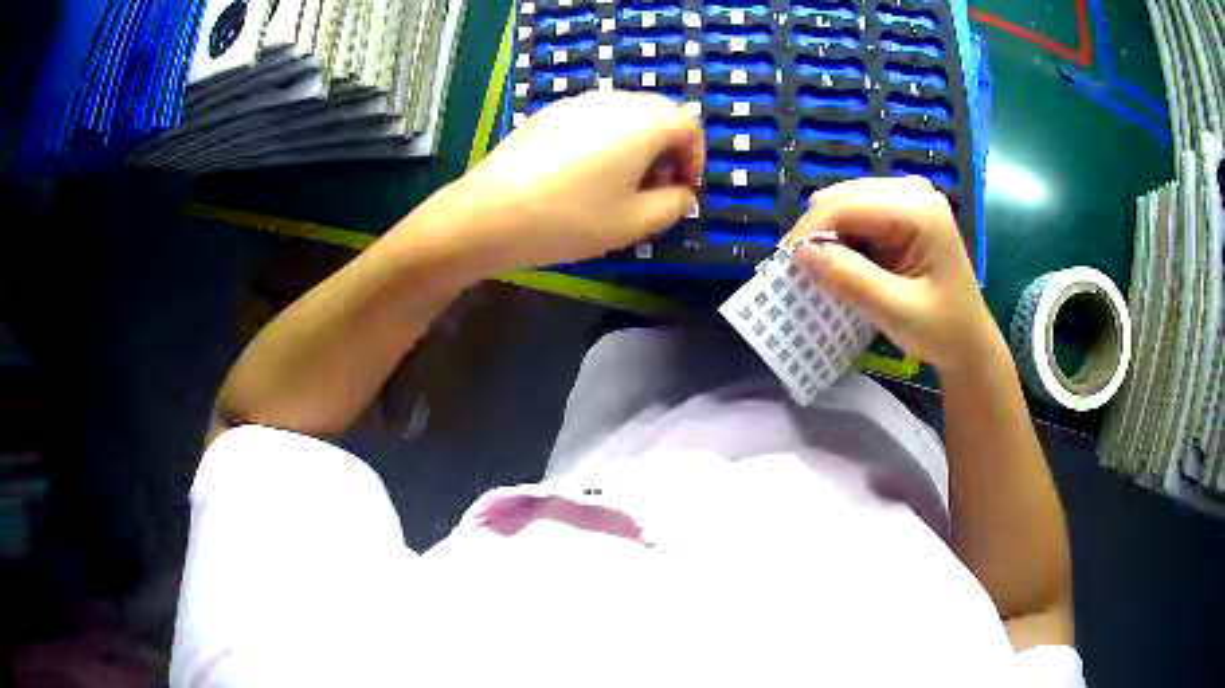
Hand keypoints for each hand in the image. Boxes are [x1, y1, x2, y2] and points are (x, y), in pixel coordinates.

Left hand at [441, 90, 703, 274]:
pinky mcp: (547, 115)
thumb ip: (675, 205)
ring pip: (623, 118)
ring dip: (635, 147)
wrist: (489, 213)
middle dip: (666, 153)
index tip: (682, 191)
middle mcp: (613, 100)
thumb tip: (682, 192)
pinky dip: (604, 143)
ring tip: (618, 188)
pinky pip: (592, 122)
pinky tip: (581, 178)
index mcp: (644, 120)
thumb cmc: (571, 218)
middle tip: (653, 192)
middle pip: (657, 116)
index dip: (695, 159)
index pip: (689, 125)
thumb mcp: (636, 223)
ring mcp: (576, 103)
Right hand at [785, 177, 997, 372]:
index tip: (784, 263)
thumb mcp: (895, 310)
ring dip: (828, 236)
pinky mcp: (900, 209)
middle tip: (804, 272)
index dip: (810, 230)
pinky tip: (845, 264)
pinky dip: (841, 239)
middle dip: (817, 233)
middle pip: (841, 197)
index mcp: (918, 208)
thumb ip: (849, 279)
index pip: (847, 205)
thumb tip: (799, 253)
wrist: (967, 341)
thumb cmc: (940, 329)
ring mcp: (906, 197)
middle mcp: (911, 190)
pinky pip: (854, 214)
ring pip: (843, 203)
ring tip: (824, 272)